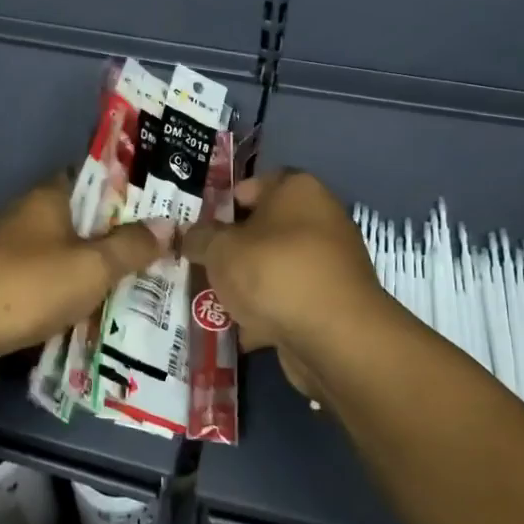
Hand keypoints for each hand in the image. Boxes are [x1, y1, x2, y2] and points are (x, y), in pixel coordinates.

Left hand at [0, 175, 169, 378]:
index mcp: (49, 197)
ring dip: (97, 271)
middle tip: (165, 252)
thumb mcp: (91, 266)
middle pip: (84, 220)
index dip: (129, 189)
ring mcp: (13, 254)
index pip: (95, 178)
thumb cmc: (27, 285)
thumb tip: (169, 224)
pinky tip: (100, 315)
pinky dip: (73, 297)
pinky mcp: (3, 289)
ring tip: (144, 286)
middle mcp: (29, 217)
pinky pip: (50, 286)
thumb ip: (131, 246)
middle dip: (120, 237)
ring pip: (68, 256)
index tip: (164, 204)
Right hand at [180, 169, 387, 399]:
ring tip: (209, 301)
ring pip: (273, 266)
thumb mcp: (220, 250)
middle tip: (197, 265)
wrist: (335, 337)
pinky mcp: (331, 301)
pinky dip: (265, 312)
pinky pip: (287, 299)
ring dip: (245, 284)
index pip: (251, 185)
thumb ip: (199, 239)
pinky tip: (236, 329)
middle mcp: (319, 218)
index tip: (195, 229)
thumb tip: (188, 236)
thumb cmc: (274, 273)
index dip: (220, 205)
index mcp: (297, 189)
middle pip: (262, 229)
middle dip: (229, 250)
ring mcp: (328, 262)